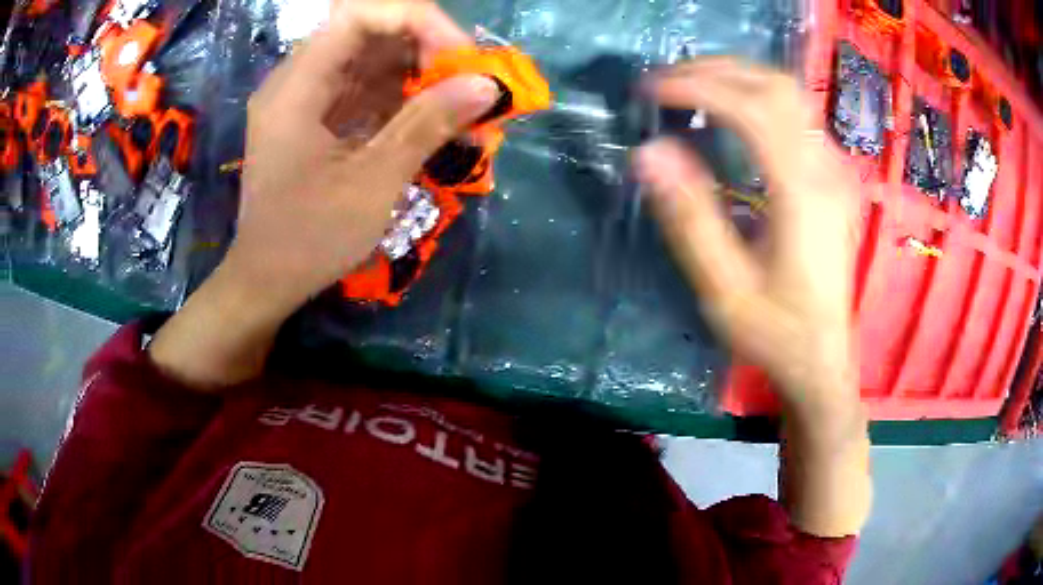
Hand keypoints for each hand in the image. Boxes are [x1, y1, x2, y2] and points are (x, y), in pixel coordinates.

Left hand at [227, 0, 499, 317]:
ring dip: (418, 74)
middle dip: (424, 48)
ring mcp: (305, 99)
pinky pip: (364, 89)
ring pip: (369, 59)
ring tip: (458, 103)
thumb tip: (485, 86)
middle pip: (367, 32)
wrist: (265, 282)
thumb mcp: (372, 184)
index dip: (415, 21)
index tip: (458, 55)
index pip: (358, 15)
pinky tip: (431, 118)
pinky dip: (401, 97)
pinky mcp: (315, 119)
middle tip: (465, 82)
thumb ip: (427, 125)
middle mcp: (297, 81)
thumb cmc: (308, 240)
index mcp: (296, 87)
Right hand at [636, 58, 869, 537]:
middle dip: (717, 70)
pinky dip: (757, 98)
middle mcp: (825, 170)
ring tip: (691, 88)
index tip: (651, 90)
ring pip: (790, 94)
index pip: (751, 109)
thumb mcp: (725, 290)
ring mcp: (835, 171)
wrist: (823, 360)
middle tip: (667, 81)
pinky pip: (797, 115)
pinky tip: (731, 114)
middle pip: (776, 86)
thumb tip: (649, 152)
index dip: (698, 87)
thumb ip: (690, 218)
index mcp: (802, 195)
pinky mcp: (833, 179)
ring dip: (738, 79)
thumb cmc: (776, 333)